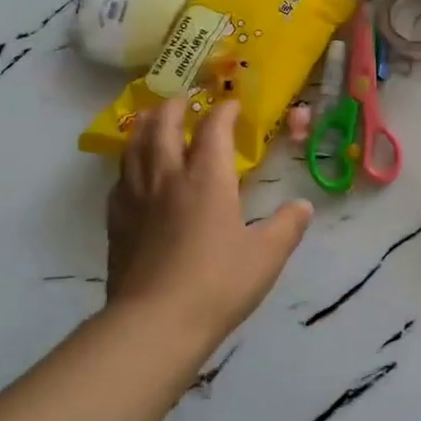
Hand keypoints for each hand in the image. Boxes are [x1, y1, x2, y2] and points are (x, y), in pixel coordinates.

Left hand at [106, 98, 312, 351]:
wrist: (155, 322)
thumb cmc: (218, 284)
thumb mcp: (267, 256)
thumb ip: (287, 226)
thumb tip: (303, 206)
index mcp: (207, 178)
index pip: (213, 129)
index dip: (224, 111)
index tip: (233, 104)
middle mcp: (167, 177)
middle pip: (163, 126)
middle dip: (175, 106)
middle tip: (185, 98)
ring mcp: (136, 198)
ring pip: (134, 146)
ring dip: (146, 126)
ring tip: (153, 120)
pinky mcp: (117, 221)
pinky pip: (120, 178)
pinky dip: (129, 163)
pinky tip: (133, 172)